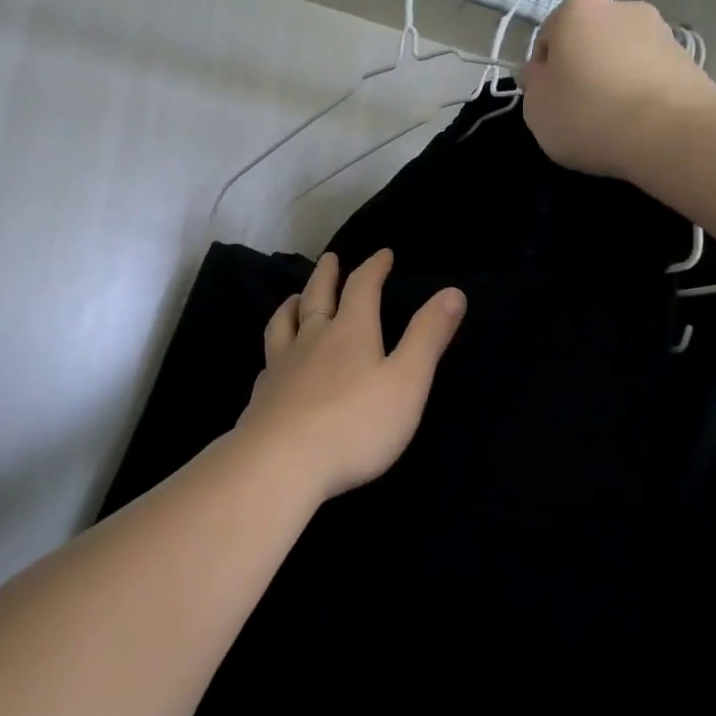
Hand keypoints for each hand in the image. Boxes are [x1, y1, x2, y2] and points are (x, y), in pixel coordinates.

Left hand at [238, 250, 465, 500]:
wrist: (281, 462)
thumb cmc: (355, 423)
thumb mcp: (406, 381)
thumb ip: (428, 337)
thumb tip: (453, 292)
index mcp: (351, 331)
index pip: (362, 287)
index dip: (373, 267)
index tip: (383, 254)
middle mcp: (313, 338)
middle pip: (318, 296)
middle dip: (328, 275)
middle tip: (330, 258)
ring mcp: (282, 364)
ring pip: (284, 322)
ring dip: (293, 304)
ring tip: (296, 297)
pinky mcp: (263, 393)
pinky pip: (268, 358)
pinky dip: (275, 346)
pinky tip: (274, 358)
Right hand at [519, 0, 715, 179]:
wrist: (672, 133)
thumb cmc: (589, 113)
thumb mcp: (536, 108)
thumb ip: (532, 84)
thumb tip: (539, 71)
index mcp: (576, 10)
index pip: (547, 38)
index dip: (543, 72)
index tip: (548, 102)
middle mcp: (621, 8)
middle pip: (588, 42)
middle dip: (582, 70)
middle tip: (579, 111)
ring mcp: (661, 31)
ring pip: (622, 57)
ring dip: (614, 80)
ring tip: (613, 121)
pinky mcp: (690, 59)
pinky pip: (651, 75)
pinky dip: (642, 93)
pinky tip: (640, 123)